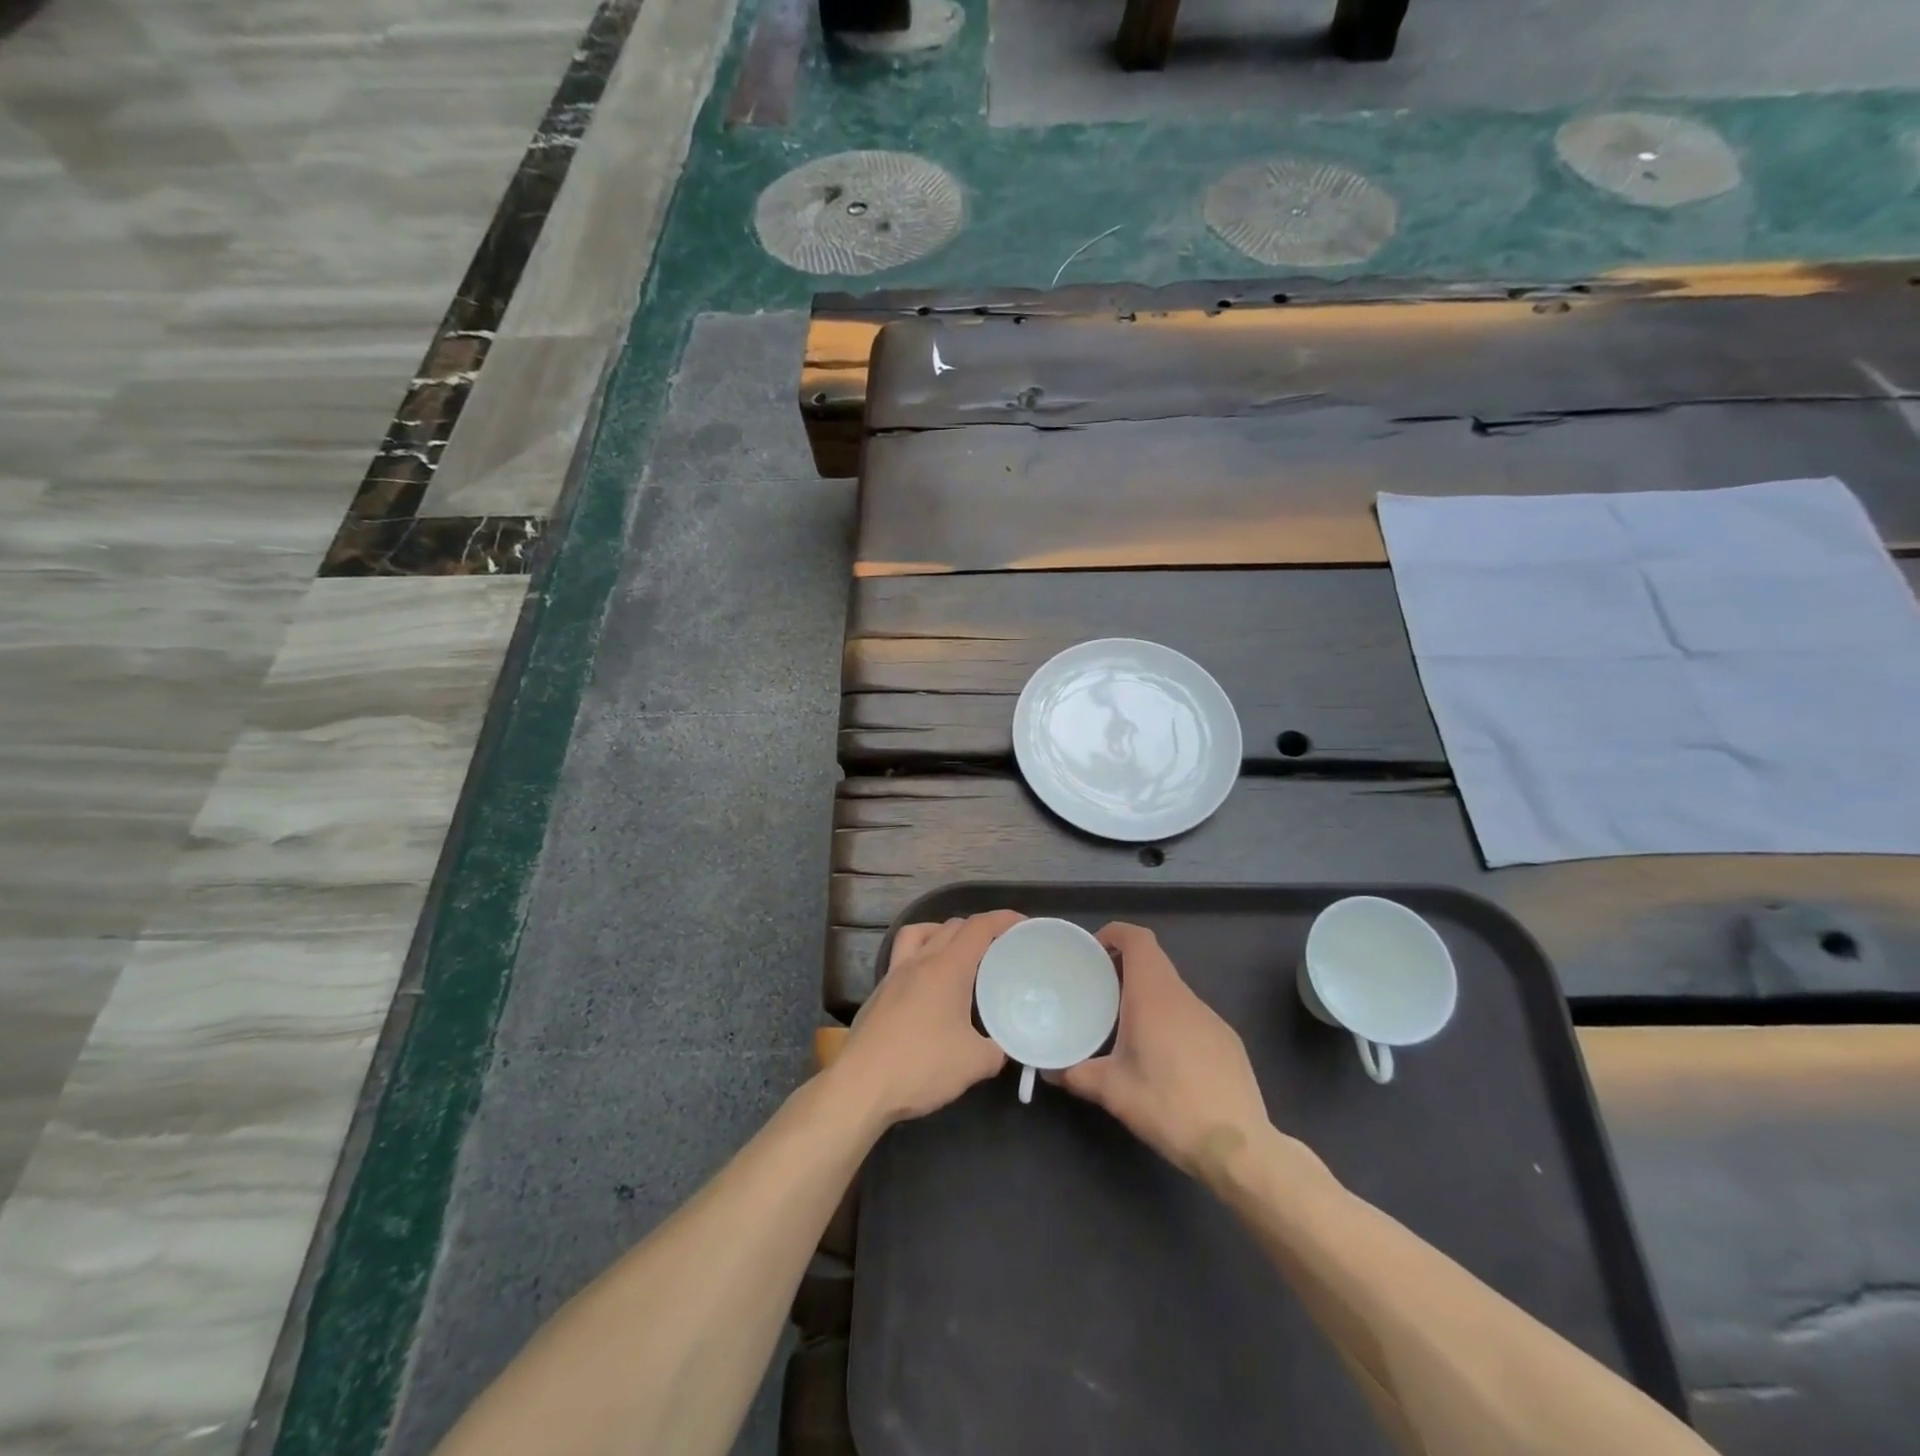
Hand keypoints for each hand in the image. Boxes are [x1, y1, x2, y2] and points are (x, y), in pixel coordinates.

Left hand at [830, 912, 1019, 1126]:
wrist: (861, 1086)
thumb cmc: (921, 1066)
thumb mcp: (974, 1063)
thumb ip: (997, 1049)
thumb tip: (1003, 1046)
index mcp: (947, 968)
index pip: (978, 928)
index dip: (1003, 919)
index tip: (1022, 922)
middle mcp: (919, 961)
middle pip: (951, 926)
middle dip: (977, 928)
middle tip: (998, 946)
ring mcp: (893, 975)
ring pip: (919, 933)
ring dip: (943, 933)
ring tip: (959, 953)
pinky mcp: (878, 993)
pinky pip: (903, 957)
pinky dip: (921, 957)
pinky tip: (929, 986)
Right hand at [1054, 923, 1269, 1178]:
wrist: (1238, 1147)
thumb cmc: (1168, 1106)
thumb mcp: (1113, 1092)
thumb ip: (1076, 1074)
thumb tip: (1048, 1070)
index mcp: (1153, 996)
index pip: (1137, 939)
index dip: (1115, 933)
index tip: (1093, 952)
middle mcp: (1184, 997)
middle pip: (1153, 962)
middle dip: (1124, 968)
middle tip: (1098, 991)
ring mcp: (1211, 1018)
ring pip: (1172, 991)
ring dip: (1148, 996)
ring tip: (1125, 1026)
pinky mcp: (1227, 1040)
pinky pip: (1191, 1015)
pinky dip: (1170, 1020)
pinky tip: (1164, 1058)